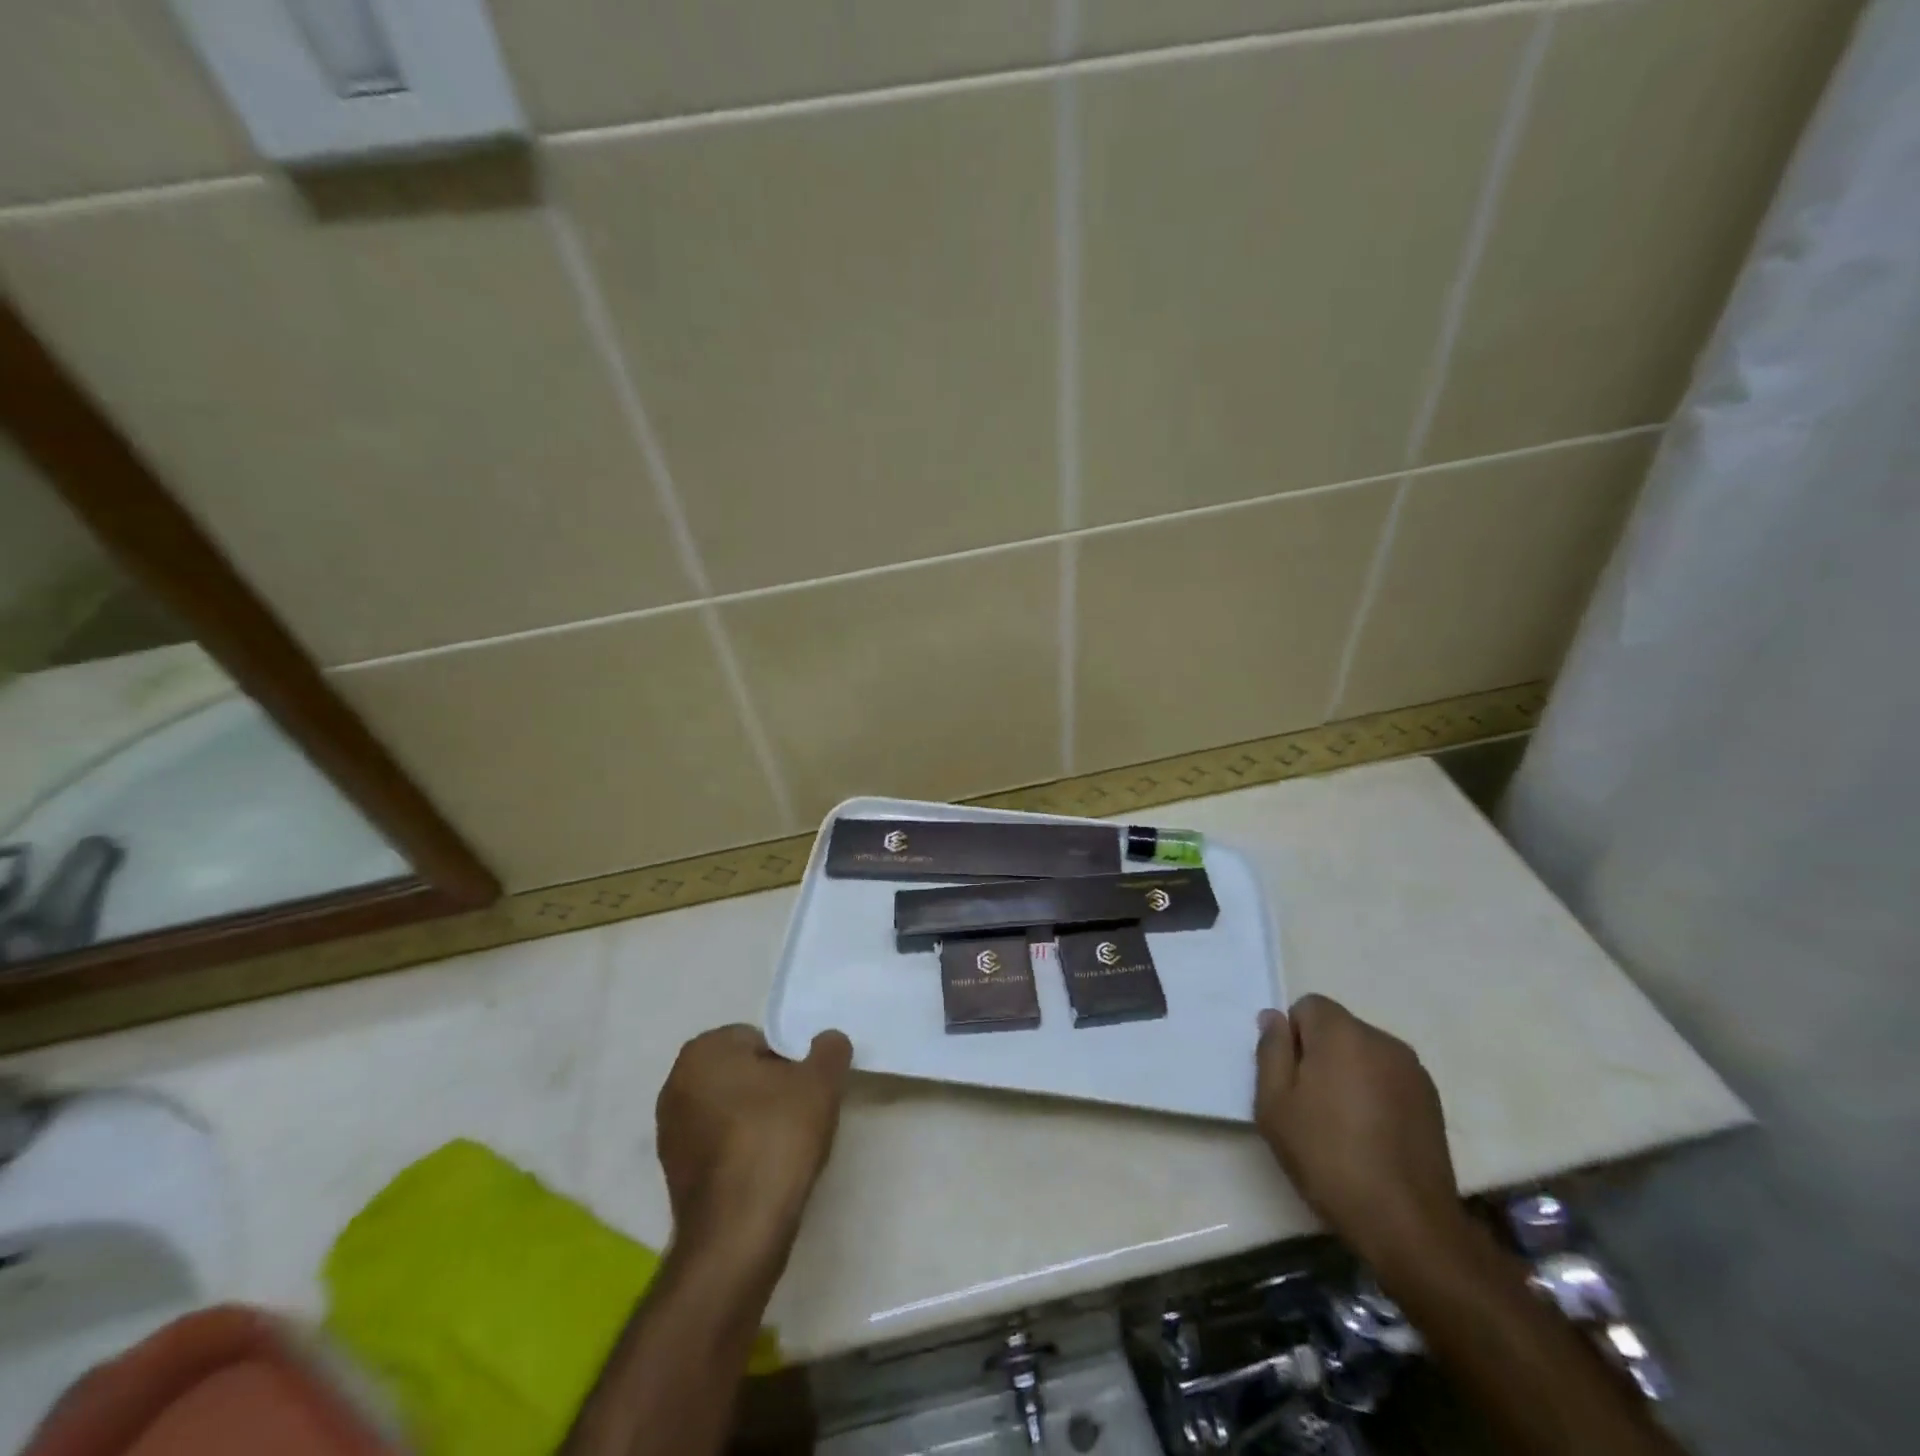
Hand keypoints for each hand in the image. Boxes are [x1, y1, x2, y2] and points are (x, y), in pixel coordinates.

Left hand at [656, 1024, 852, 1257]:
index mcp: (703, 1051)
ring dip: (755, 1120)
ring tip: (785, 1147)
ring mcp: (669, 1131)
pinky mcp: (673, 1173)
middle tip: (800, 1113)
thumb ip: (829, 1049)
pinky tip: (764, 1172)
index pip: (758, 1039)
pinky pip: (718, 1144)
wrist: (738, 1233)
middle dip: (770, 1088)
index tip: (806, 1089)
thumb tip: (828, 1041)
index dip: (789, 1061)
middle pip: (742, 1073)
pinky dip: (740, 1150)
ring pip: (730, 1109)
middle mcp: (676, 1083)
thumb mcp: (821, 1082)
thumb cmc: (776, 1138)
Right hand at [1253, 995, 1463, 1272]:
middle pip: (1338, 1028)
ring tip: (1343, 1123)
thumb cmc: (1327, 1156)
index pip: (1308, 1006)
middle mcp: (1382, 1040)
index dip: (1292, 1038)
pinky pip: (1389, 1078)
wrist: (1406, 1223)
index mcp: (1342, 1033)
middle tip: (1310, 1103)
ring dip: (1349, 1073)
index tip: (1290, 1079)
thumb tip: (1273, 1018)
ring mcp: (1413, 1070)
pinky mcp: (1433, 1101)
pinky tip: (1372, 1135)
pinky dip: (1375, 1093)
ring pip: (1364, 1053)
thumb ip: (1270, 1050)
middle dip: (1320, 1053)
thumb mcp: (1274, 1104)